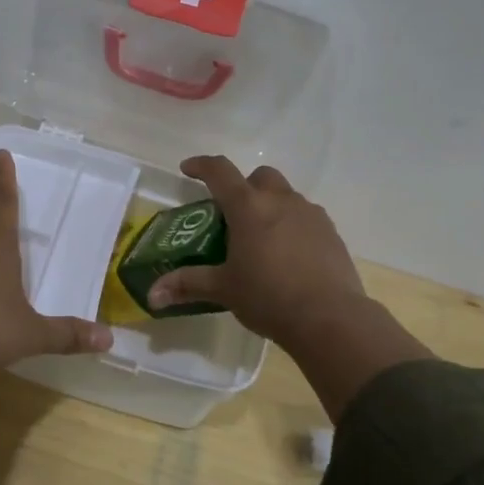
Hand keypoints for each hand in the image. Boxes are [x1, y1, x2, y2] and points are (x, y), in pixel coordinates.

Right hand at [147, 156, 370, 347]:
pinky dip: (292, 224)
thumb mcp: (223, 289)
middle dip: (243, 187)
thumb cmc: (269, 297)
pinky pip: (306, 216)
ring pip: (285, 195)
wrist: (331, 318)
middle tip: (232, 214)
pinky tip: (288, 254)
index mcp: (248, 207)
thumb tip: (152, 295)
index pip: (220, 171)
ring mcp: (310, 214)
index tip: (187, 169)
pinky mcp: (331, 232)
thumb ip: (187, 284)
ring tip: (261, 238)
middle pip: (259, 176)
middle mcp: (280, 200)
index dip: (201, 165)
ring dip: (270, 205)